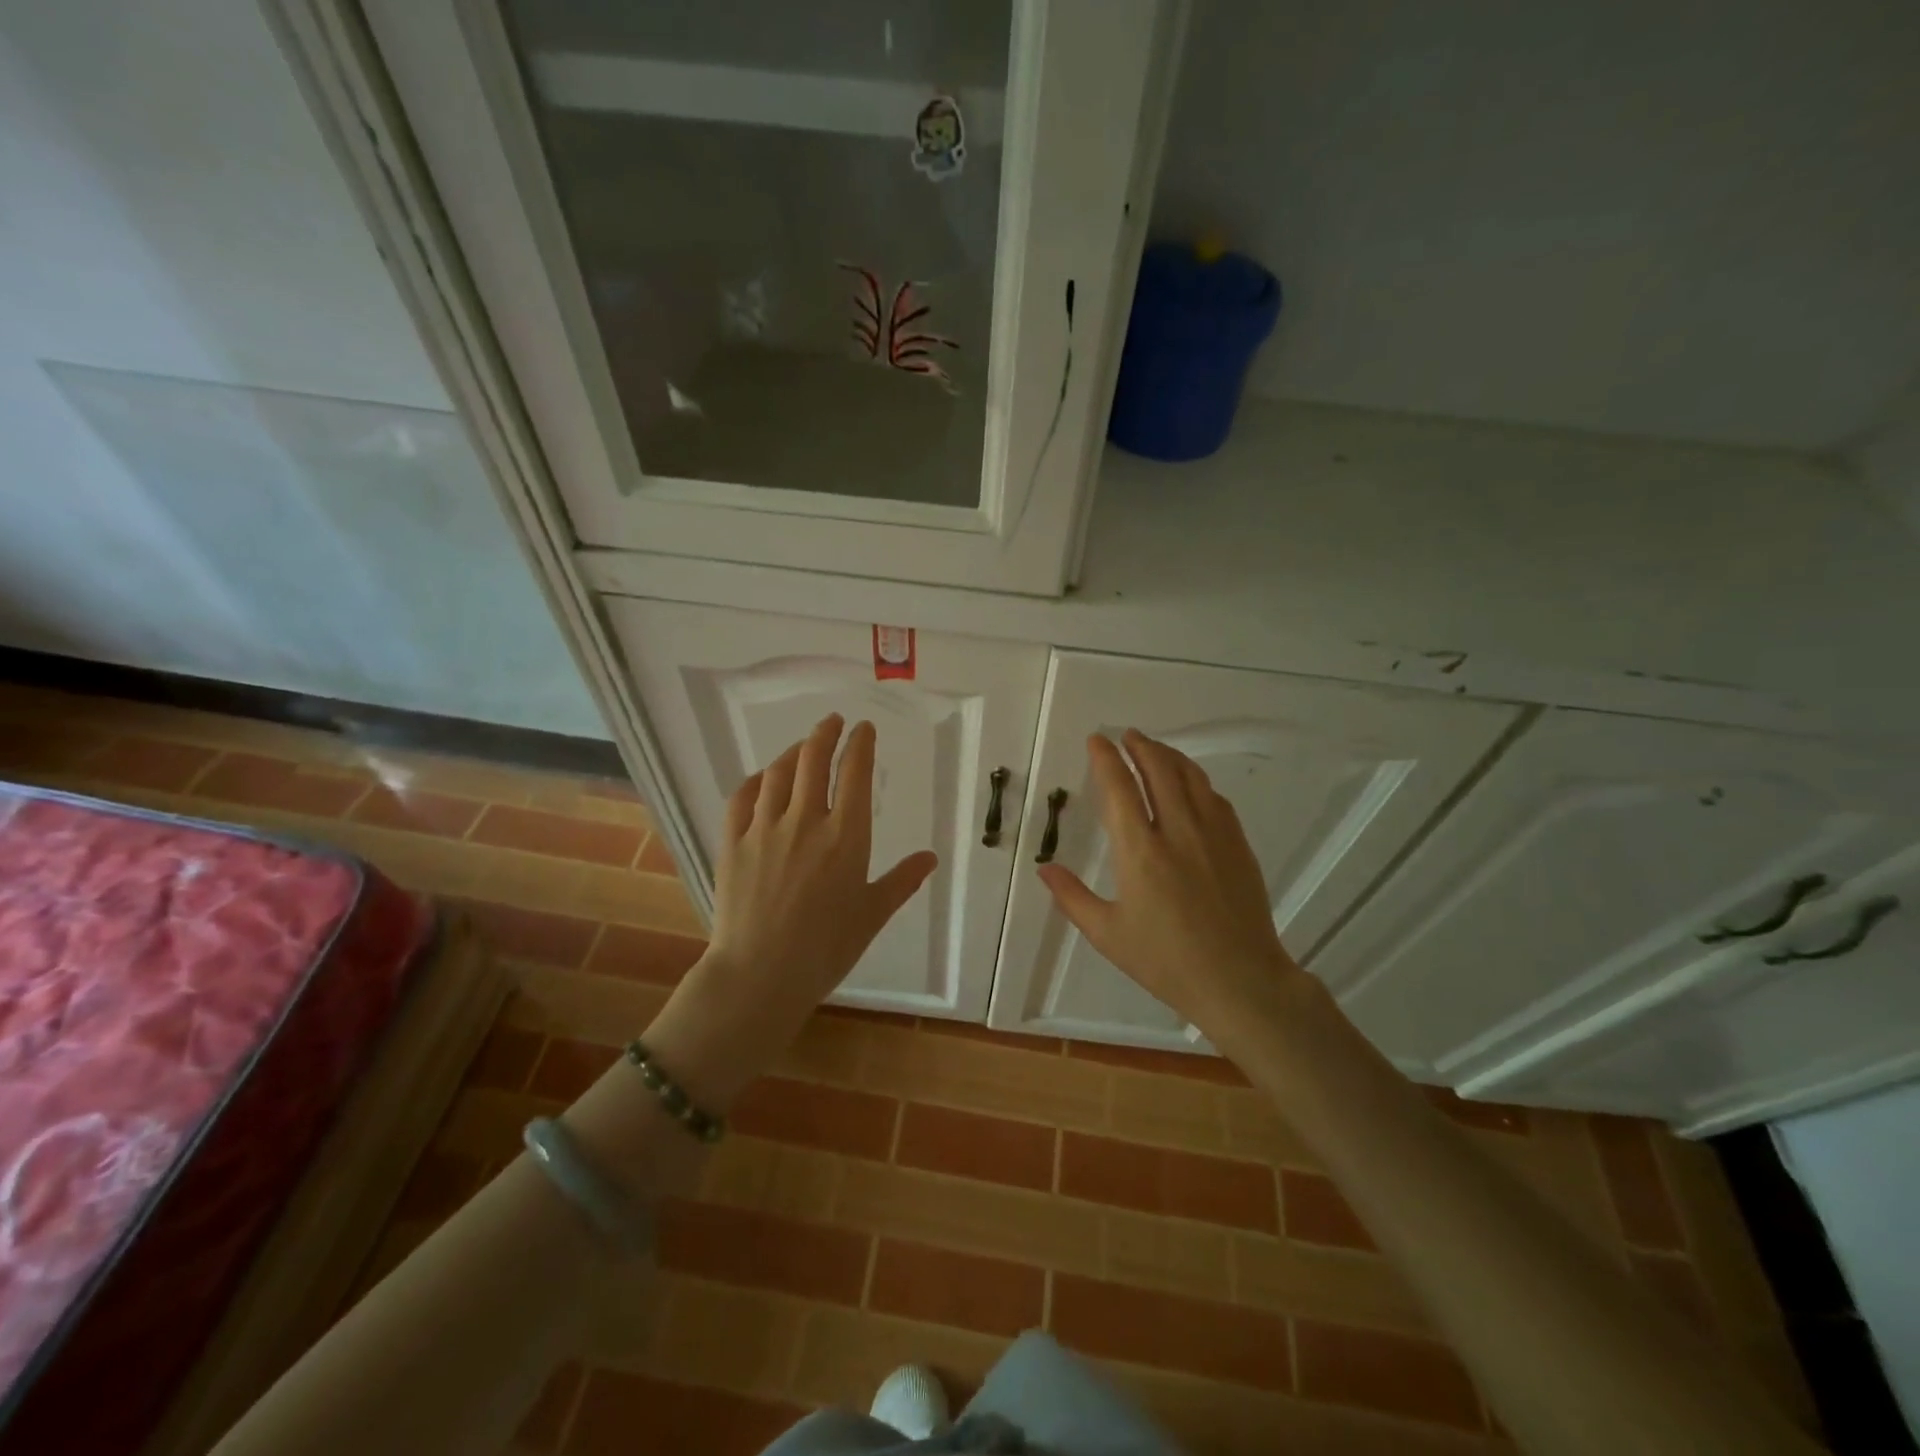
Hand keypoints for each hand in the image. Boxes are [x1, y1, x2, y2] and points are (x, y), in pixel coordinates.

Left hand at [651, 715, 937, 1102]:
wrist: (760, 975)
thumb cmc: (826, 949)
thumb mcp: (872, 915)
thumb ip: (901, 881)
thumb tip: (930, 857)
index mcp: (846, 836)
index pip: (854, 773)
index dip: (860, 744)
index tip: (864, 729)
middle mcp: (805, 821)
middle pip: (813, 760)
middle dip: (825, 733)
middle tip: (833, 722)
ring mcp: (764, 829)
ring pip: (778, 774)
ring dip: (793, 752)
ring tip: (802, 746)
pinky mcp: (733, 843)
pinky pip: (742, 798)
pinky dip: (755, 780)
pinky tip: (762, 779)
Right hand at [1036, 730, 1307, 1045]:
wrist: (1240, 980)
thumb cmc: (1166, 961)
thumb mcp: (1108, 934)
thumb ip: (1073, 898)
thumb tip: (1044, 869)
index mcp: (1140, 852)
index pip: (1119, 789)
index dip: (1106, 759)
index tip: (1097, 740)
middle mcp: (1178, 832)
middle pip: (1159, 771)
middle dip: (1140, 747)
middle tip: (1127, 735)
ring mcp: (1214, 835)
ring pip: (1191, 778)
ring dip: (1169, 756)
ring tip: (1154, 748)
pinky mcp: (1238, 845)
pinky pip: (1215, 798)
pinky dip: (1197, 780)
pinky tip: (1191, 784)